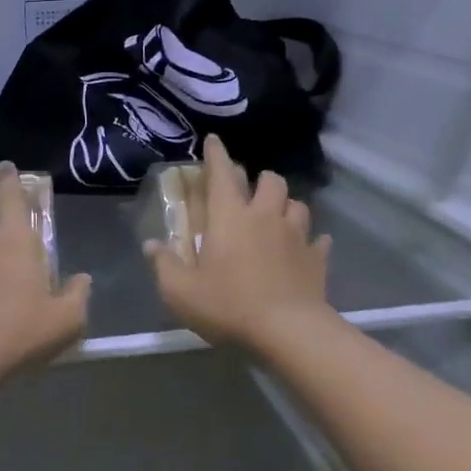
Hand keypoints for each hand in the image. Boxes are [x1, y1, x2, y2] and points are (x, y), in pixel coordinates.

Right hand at [147, 134, 332, 351]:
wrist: (288, 330)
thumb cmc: (228, 305)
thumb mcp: (181, 291)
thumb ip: (164, 264)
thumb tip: (151, 244)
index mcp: (230, 217)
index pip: (222, 173)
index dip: (216, 154)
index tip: (213, 140)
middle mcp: (265, 216)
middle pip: (271, 180)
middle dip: (260, 180)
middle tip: (250, 192)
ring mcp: (296, 236)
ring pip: (297, 204)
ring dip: (286, 206)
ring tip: (277, 217)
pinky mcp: (317, 258)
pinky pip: (318, 240)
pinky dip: (311, 240)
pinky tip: (305, 248)